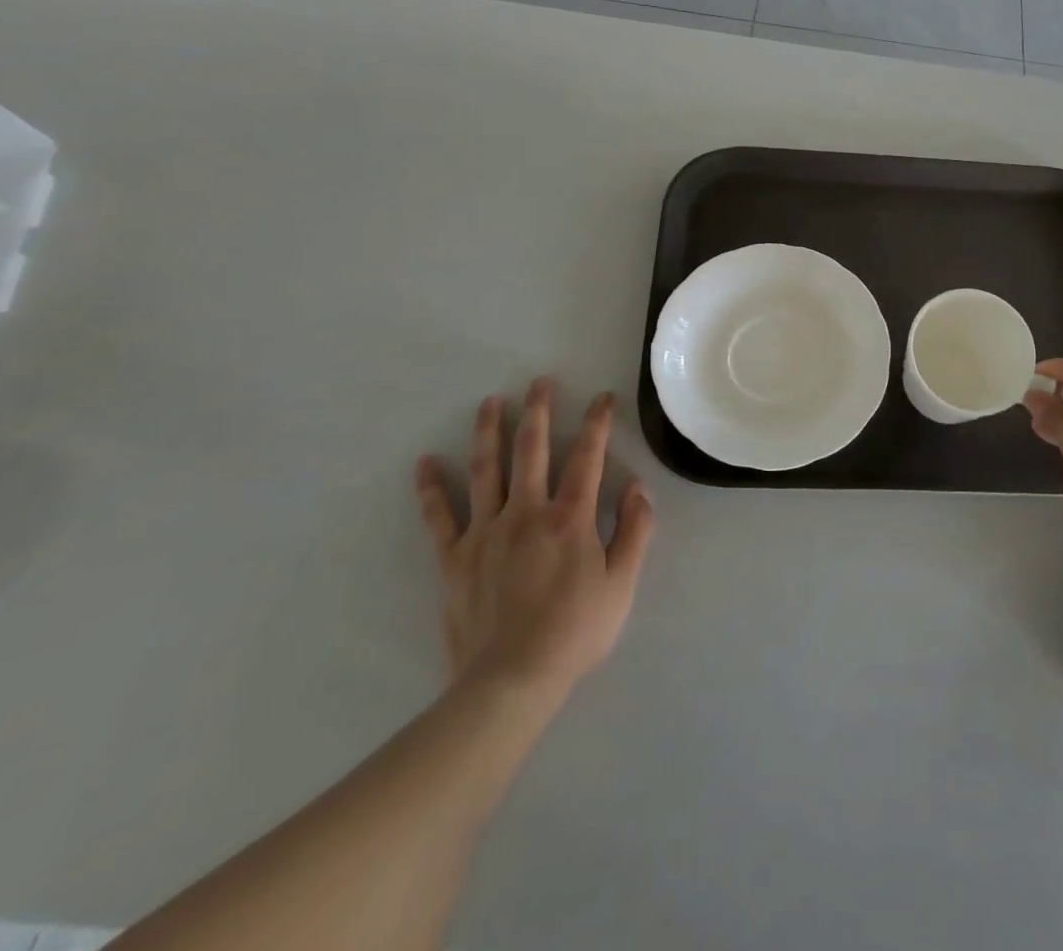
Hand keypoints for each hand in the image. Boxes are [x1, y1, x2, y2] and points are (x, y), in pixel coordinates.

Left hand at [415, 379, 654, 693]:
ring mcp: (485, 532)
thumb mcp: (622, 584)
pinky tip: (425, 462)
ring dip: (489, 432)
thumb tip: (638, 487)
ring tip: (491, 402)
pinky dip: (431, 488)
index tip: (602, 397)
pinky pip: (440, 516)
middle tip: (539, 382)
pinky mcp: (454, 557)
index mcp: (570, 517)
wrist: (510, 681)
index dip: (597, 423)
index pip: (587, 457)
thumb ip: (634, 531)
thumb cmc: (575, 632)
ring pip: (486, 470)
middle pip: (532, 450)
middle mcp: (526, 512)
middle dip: (538, 411)